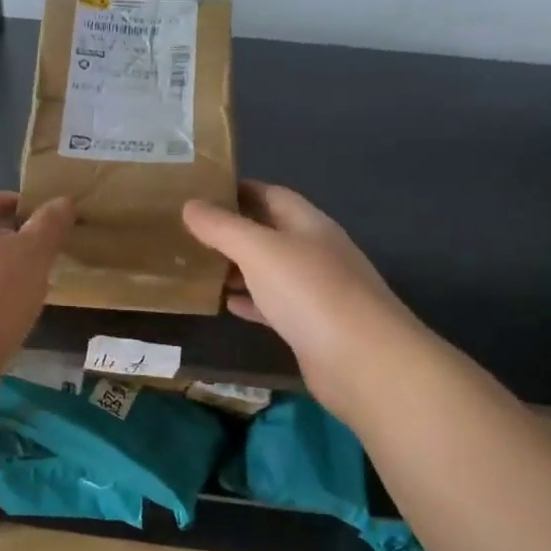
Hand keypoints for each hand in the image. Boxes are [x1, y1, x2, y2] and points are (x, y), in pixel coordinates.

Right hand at [182, 182, 417, 413]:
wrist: (362, 360)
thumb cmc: (310, 292)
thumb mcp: (259, 250)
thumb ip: (223, 227)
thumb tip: (190, 205)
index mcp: (308, 225)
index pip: (271, 195)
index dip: (237, 190)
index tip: (199, 193)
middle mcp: (314, 252)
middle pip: (269, 232)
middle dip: (232, 230)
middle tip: (188, 232)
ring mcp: (314, 291)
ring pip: (269, 270)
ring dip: (237, 268)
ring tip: (198, 267)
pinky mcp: (309, 327)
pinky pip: (272, 305)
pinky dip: (249, 301)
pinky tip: (226, 305)